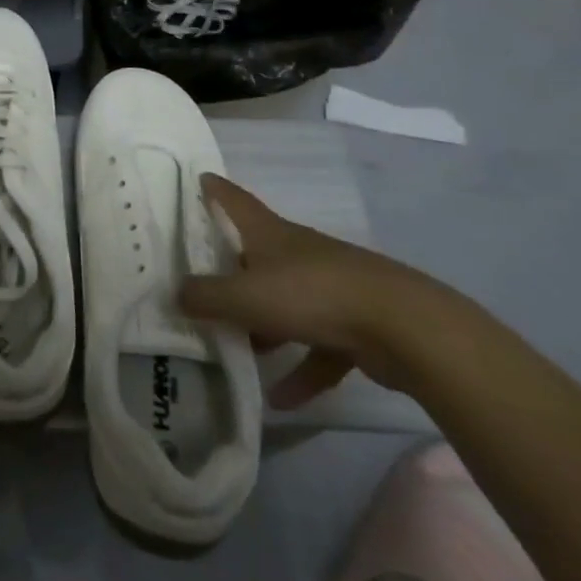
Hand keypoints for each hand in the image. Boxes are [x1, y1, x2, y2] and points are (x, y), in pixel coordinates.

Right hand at [179, 174, 452, 408]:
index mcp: (269, 233)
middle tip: (204, 280)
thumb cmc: (312, 294)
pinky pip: (318, 346)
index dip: (215, 189)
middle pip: (257, 252)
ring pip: (286, 301)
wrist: (404, 327)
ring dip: (265, 326)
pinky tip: (282, 400)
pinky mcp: (355, 323)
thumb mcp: (246, 297)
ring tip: (240, 351)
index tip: (200, 179)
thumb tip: (175, 292)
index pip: (234, 200)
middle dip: (233, 266)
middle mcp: (297, 252)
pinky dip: (301, 370)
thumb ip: (206, 297)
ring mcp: (329, 286)